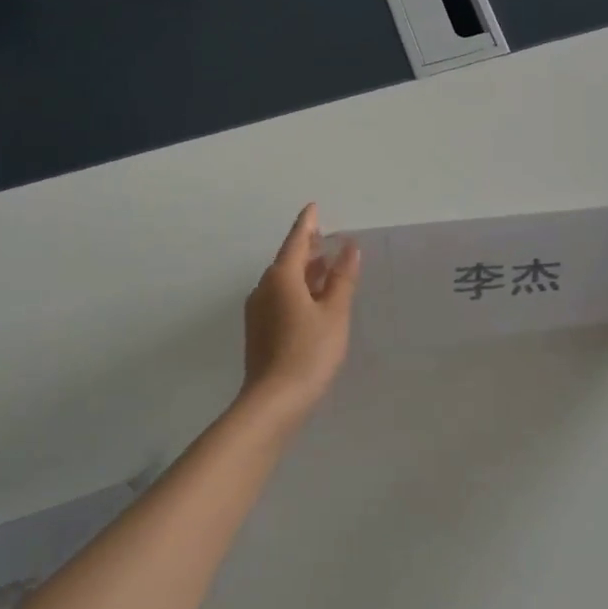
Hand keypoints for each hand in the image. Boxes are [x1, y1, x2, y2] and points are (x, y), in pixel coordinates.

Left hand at [242, 204, 360, 416]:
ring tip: (326, 265)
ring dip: (304, 270)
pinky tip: (313, 299)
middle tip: (325, 236)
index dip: (307, 224)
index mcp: (281, 278)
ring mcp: (258, 311)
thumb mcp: (334, 313)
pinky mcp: (260, 331)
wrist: (274, 401)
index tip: (314, 207)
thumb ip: (342, 278)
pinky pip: (280, 298)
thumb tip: (349, 247)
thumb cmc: (309, 351)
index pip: (296, 241)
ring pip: (283, 281)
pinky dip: (298, 289)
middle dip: (307, 247)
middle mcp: (264, 288)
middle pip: (287, 260)